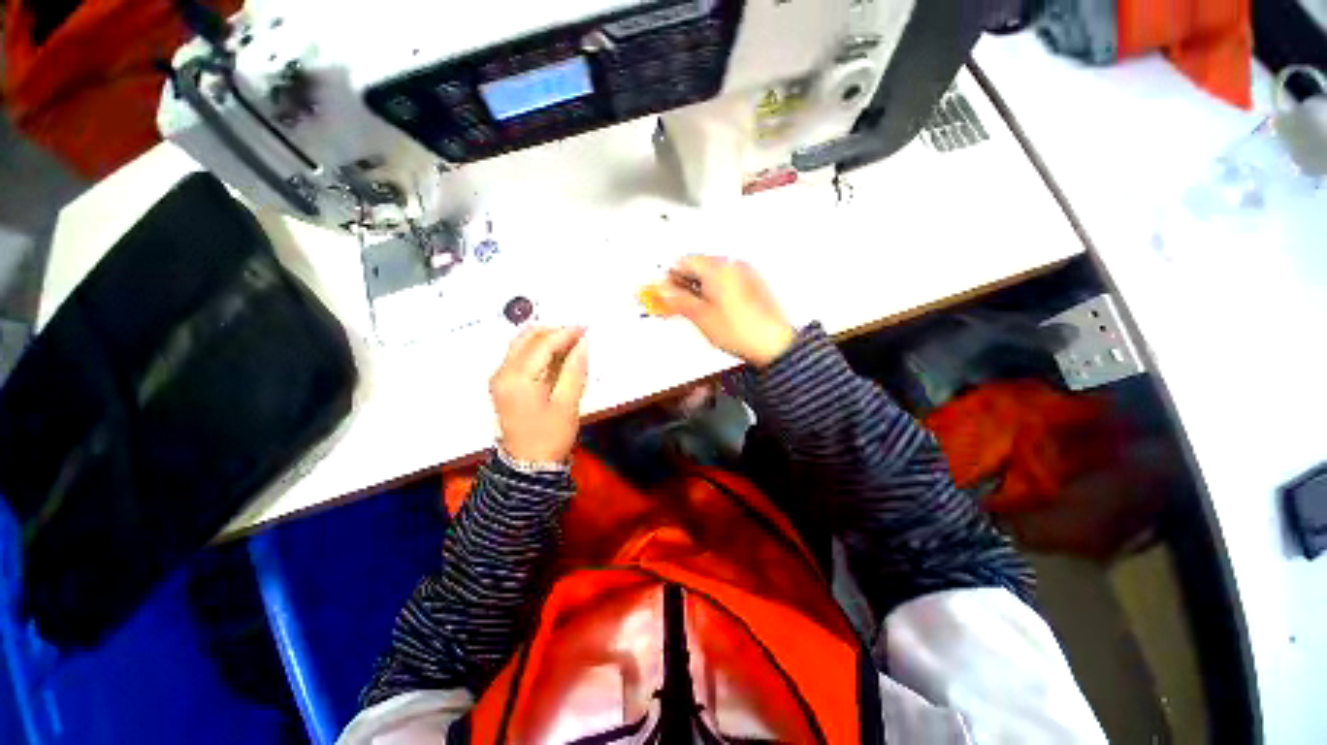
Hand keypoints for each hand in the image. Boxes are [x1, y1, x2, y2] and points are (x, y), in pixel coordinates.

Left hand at [489, 326, 588, 462]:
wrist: (528, 465)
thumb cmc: (551, 436)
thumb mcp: (568, 403)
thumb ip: (574, 369)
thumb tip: (582, 343)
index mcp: (518, 377)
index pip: (542, 343)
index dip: (566, 333)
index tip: (586, 329)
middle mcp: (503, 372)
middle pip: (527, 337)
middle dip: (554, 332)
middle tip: (579, 335)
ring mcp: (500, 377)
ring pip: (522, 344)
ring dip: (546, 339)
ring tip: (571, 343)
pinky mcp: (503, 383)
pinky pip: (520, 355)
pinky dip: (539, 350)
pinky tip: (556, 356)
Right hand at [654, 256, 796, 367]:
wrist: (773, 344)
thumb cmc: (743, 331)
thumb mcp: (701, 317)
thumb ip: (678, 300)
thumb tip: (662, 291)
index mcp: (718, 268)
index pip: (684, 262)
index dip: (669, 278)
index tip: (663, 292)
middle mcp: (733, 265)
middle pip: (699, 267)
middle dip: (684, 284)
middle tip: (675, 303)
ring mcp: (746, 274)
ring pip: (713, 275)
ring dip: (699, 289)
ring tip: (694, 310)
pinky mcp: (754, 286)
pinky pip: (727, 282)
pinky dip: (715, 292)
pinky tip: (713, 310)